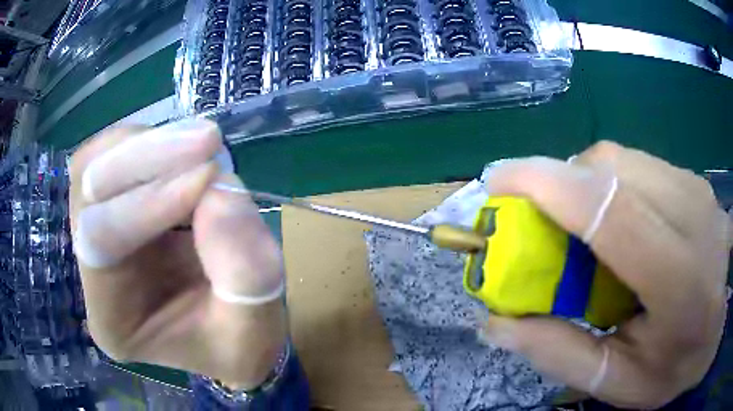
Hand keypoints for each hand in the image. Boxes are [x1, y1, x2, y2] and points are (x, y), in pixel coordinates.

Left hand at [69, 119, 286, 388]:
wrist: (227, 334)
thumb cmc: (235, 344)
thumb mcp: (253, 329)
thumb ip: (244, 271)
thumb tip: (221, 187)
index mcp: (112, 320)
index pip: (101, 239)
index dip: (150, 201)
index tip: (212, 177)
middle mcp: (90, 271)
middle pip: (88, 188)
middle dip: (146, 156)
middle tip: (208, 141)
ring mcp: (94, 232)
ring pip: (95, 162)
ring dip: (148, 143)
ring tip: (203, 144)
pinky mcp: (112, 206)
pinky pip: (113, 155)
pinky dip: (151, 141)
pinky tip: (187, 149)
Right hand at [479, 142, 731, 408]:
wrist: (716, 332)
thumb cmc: (674, 367)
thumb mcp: (617, 382)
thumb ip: (560, 354)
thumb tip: (496, 323)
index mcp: (681, 281)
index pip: (611, 211)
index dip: (547, 185)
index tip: (497, 182)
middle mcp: (694, 217)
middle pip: (610, 169)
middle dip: (558, 183)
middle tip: (537, 222)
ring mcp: (696, 189)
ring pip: (620, 159)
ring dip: (582, 184)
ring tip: (578, 228)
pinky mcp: (693, 179)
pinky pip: (636, 164)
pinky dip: (608, 184)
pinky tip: (614, 221)